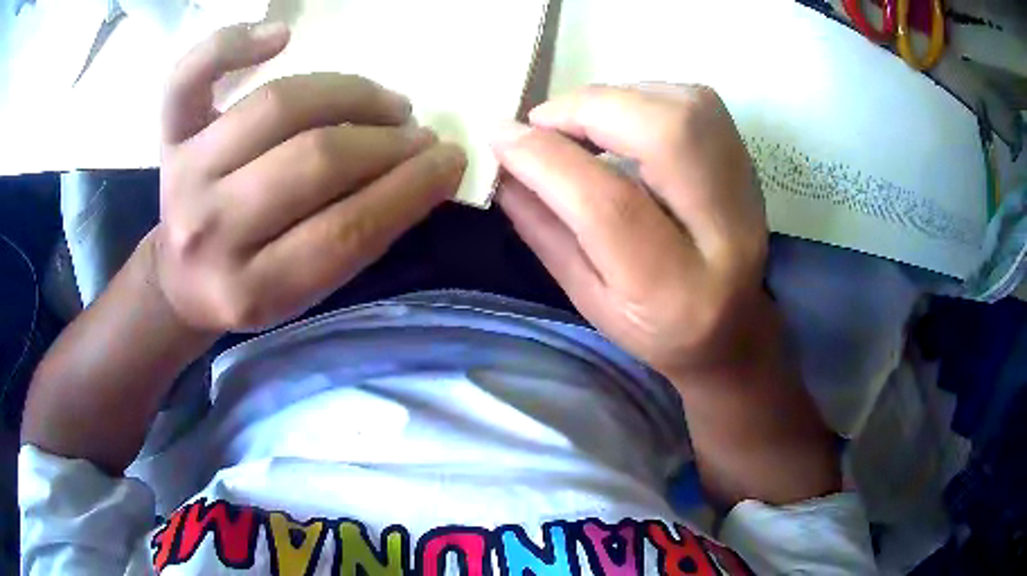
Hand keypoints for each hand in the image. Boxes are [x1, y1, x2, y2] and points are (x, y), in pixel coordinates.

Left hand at [155, 23, 466, 331]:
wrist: (181, 278)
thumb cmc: (250, 286)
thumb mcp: (305, 294)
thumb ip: (355, 237)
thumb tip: (420, 169)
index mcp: (250, 290)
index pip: (345, 232)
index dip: (410, 188)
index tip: (451, 160)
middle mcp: (210, 230)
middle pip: (313, 161)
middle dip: (385, 142)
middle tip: (419, 136)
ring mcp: (184, 175)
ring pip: (275, 107)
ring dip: (349, 93)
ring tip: (386, 103)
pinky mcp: (170, 137)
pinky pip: (189, 76)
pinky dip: (233, 43)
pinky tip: (280, 36)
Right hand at [492, 85, 768, 379]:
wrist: (733, 325)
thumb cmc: (655, 325)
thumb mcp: (588, 297)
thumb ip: (545, 231)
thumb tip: (504, 166)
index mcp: (675, 289)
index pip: (610, 205)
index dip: (547, 159)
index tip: (500, 136)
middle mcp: (726, 233)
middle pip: (667, 135)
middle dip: (590, 110)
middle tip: (545, 123)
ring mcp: (747, 190)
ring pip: (686, 107)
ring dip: (618, 98)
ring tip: (582, 122)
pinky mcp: (749, 161)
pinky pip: (696, 101)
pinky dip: (645, 96)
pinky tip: (623, 120)